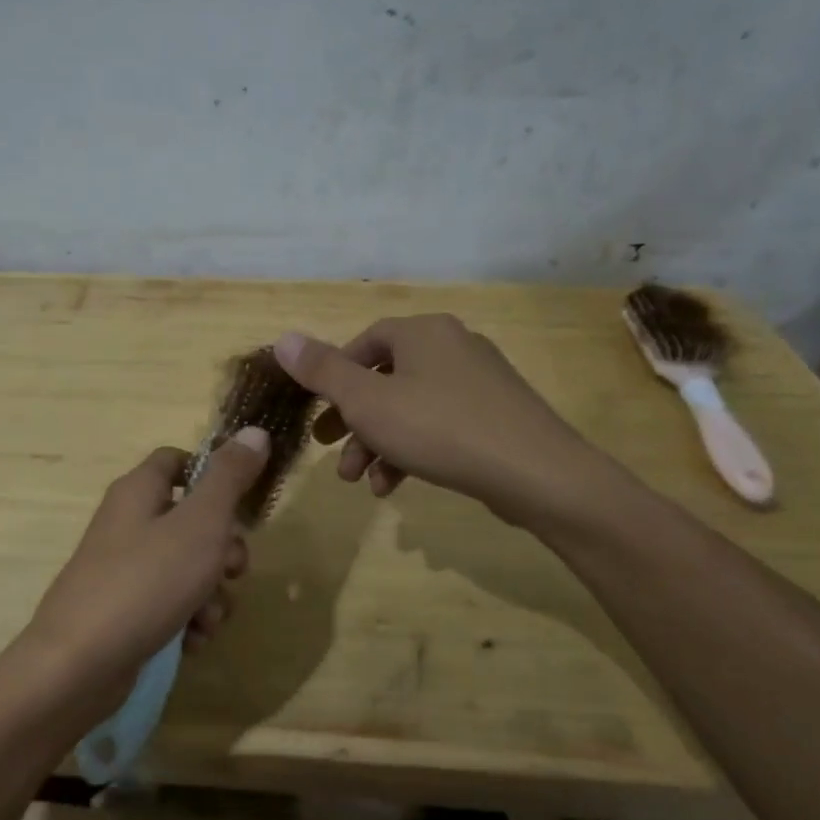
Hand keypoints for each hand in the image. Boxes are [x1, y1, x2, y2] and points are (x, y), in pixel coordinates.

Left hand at [16, 428, 270, 716]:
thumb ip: (229, 478)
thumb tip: (255, 431)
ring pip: (187, 568)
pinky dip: (186, 620)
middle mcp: (128, 524)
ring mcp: (124, 570)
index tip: (240, 503)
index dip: (212, 475)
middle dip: (223, 549)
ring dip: (210, 594)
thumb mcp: (200, 524)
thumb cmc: (146, 582)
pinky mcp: (125, 611)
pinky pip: (169, 604)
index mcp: (138, 491)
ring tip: (207, 619)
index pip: (177, 460)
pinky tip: (189, 642)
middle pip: (191, 519)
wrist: (79, 665)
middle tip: (232, 571)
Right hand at [273, 317, 610, 525]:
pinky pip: (440, 426)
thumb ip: (323, 371)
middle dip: (353, 419)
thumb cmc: (439, 428)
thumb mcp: (367, 402)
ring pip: (410, 408)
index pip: (365, 342)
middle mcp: (453, 346)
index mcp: (423, 333)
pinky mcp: (496, 416)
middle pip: (385, 379)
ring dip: (378, 443)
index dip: (335, 374)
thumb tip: (283, 339)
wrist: (536, 473)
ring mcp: (479, 382)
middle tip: (330, 450)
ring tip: (361, 482)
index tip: (319, 409)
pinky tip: (395, 486)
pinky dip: (412, 451)